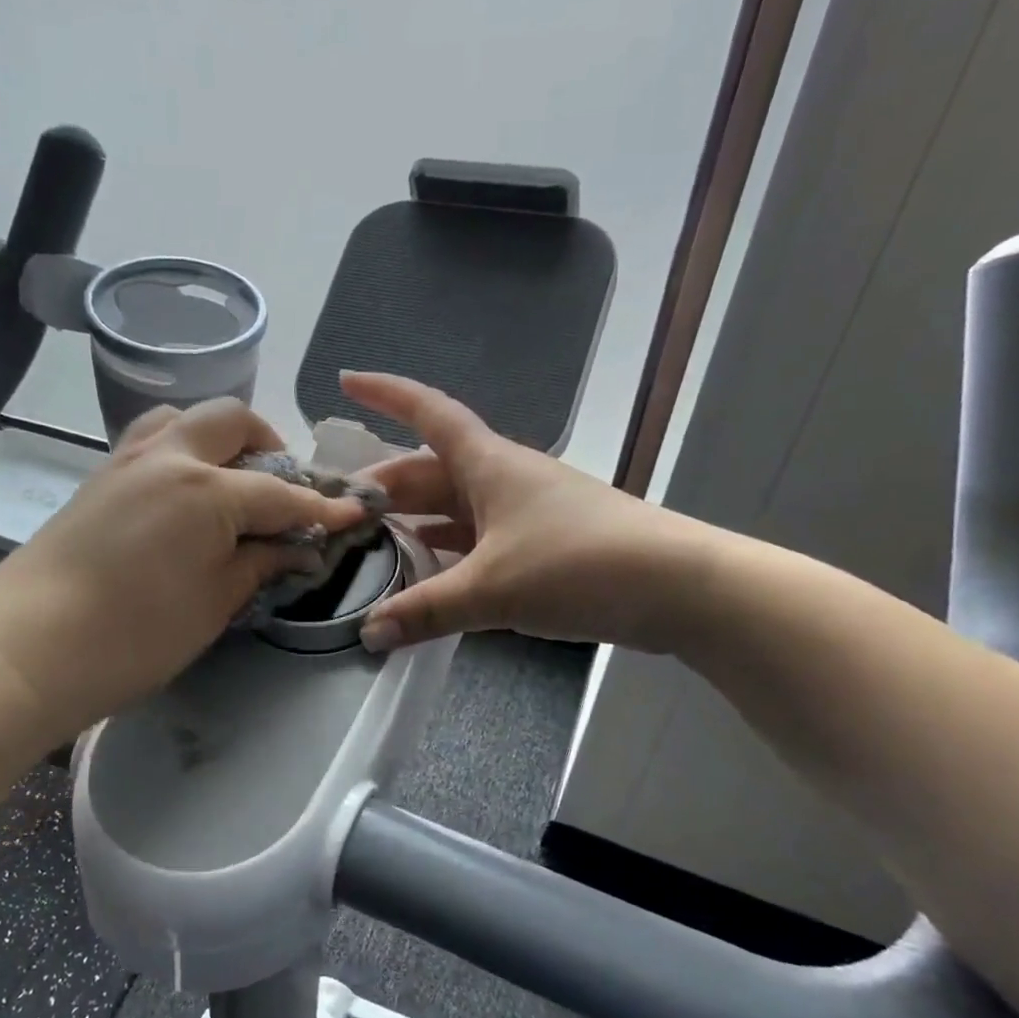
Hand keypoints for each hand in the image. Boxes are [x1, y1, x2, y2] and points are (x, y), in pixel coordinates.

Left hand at [0, 399, 366, 741]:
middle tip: (282, 489)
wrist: (24, 649)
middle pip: (231, 420)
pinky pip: (152, 440)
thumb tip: (296, 546)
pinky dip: (182, 449)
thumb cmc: (132, 637)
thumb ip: (258, 564)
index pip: (281, 491)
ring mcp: (126, 461)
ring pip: (184, 418)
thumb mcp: (212, 605)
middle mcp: (169, 457)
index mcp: (207, 489)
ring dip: (219, 437)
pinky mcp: (98, 477)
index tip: (353, 514)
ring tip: (232, 480)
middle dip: (269, 444)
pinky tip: (185, 495)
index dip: (321, 506)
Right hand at [342, 373, 721, 653]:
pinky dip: (447, 554)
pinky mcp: (540, 545)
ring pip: (453, 507)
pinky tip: (426, 576)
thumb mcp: (492, 590)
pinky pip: (477, 540)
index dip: (384, 394)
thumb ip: (426, 611)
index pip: (427, 413)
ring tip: (370, 544)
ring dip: (414, 522)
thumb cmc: (579, 564)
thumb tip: (369, 635)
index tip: (345, 382)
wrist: (678, 586)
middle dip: (384, 485)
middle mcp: (502, 477)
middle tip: (339, 510)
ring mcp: (523, 511)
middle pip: (430, 470)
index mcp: (487, 464)